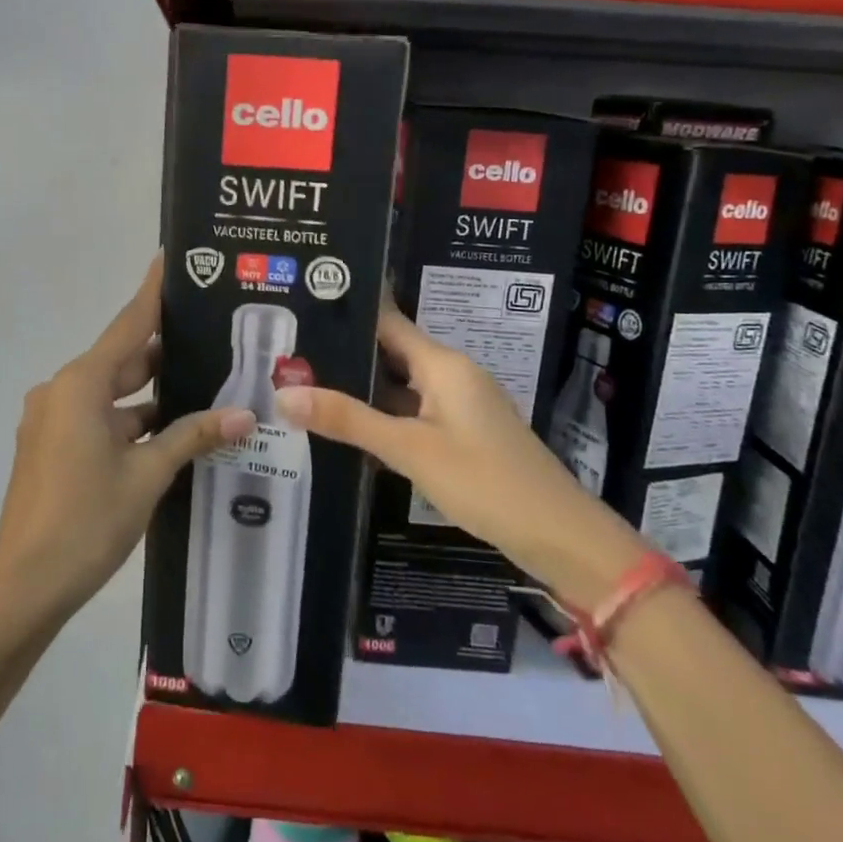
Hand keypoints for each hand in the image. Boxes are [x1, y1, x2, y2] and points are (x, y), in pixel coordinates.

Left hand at [0, 256, 254, 616]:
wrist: (25, 585)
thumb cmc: (87, 520)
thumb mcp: (147, 474)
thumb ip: (193, 436)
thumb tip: (243, 415)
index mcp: (81, 385)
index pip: (127, 325)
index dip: (152, 292)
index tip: (169, 259)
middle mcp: (61, 391)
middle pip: (120, 359)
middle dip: (163, 350)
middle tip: (210, 334)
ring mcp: (52, 420)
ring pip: (111, 393)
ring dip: (149, 393)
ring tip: (202, 383)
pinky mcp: (51, 446)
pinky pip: (98, 418)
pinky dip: (130, 419)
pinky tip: (169, 430)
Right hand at [273, 303, 643, 604]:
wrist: (559, 535)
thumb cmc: (485, 481)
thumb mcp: (410, 450)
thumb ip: (348, 420)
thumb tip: (283, 394)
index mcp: (443, 364)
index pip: (387, 322)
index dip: (347, 313)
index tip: (303, 305)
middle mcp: (452, 374)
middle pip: (390, 352)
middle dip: (344, 353)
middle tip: (287, 352)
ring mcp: (459, 405)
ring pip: (400, 384)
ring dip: (361, 386)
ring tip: (305, 382)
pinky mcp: (462, 432)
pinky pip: (413, 410)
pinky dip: (382, 414)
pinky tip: (348, 424)